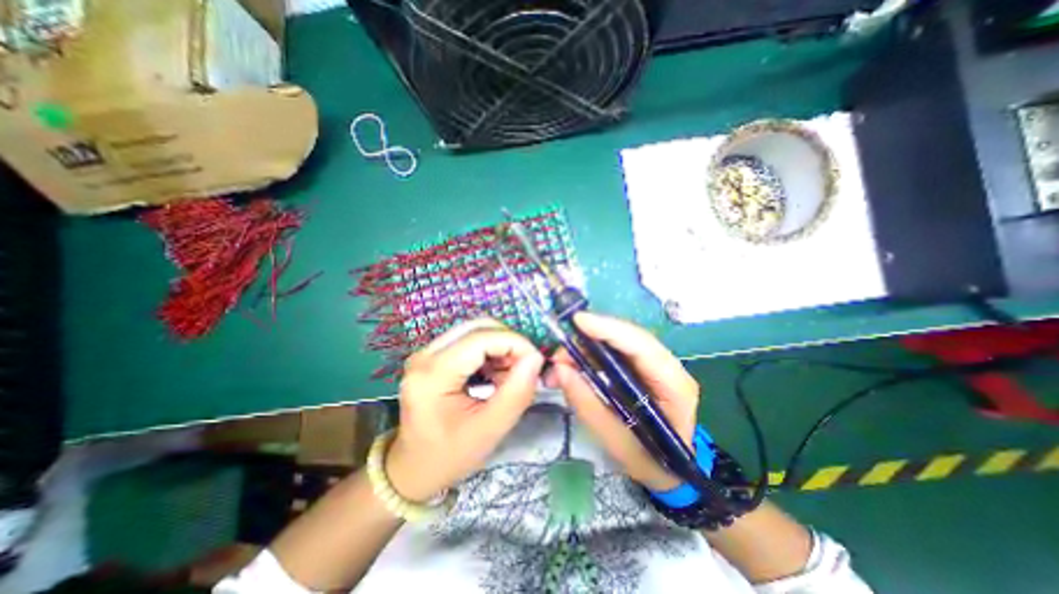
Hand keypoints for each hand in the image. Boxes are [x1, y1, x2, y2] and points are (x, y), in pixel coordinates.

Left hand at [385, 317, 540, 502]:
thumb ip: (517, 392)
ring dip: (500, 346)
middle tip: (524, 367)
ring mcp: (426, 353)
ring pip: (474, 330)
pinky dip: (489, 351)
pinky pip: (468, 340)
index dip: (515, 342)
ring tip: (509, 374)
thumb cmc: (450, 455)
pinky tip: (495, 373)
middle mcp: (425, 354)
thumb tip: (536, 358)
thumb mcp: (490, 430)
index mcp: (433, 374)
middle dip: (508, 342)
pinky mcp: (432, 356)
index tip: (537, 361)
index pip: (481, 338)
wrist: (414, 469)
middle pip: (477, 327)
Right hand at [546, 316, 700, 490]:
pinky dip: (592, 354)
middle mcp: (669, 368)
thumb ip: (588, 404)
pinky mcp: (643, 368)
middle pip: (630, 338)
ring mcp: (657, 366)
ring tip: (562, 360)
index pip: (642, 346)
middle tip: (560, 350)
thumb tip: (560, 369)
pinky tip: (575, 362)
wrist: (669, 471)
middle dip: (592, 337)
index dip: (610, 330)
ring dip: (588, 345)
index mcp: (674, 387)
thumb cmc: (649, 462)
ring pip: (620, 342)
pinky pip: (616, 351)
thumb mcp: (616, 441)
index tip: (578, 321)